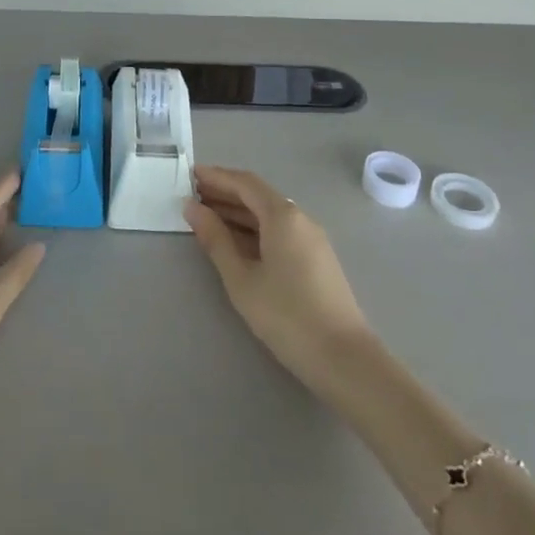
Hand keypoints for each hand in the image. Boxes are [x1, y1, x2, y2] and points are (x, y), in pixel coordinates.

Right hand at [184, 165, 373, 392]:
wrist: (344, 359)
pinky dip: (254, 229)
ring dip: (238, 212)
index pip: (245, 183)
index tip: (190, 175)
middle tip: (192, 196)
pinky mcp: (316, 259)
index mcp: (282, 215)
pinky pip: (279, 231)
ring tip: (207, 217)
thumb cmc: (286, 315)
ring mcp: (311, 239)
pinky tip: (236, 242)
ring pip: (269, 215)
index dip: (216, 177)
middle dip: (225, 193)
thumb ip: (215, 239)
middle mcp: (300, 218)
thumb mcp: (241, 278)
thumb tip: (192, 208)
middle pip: (258, 196)